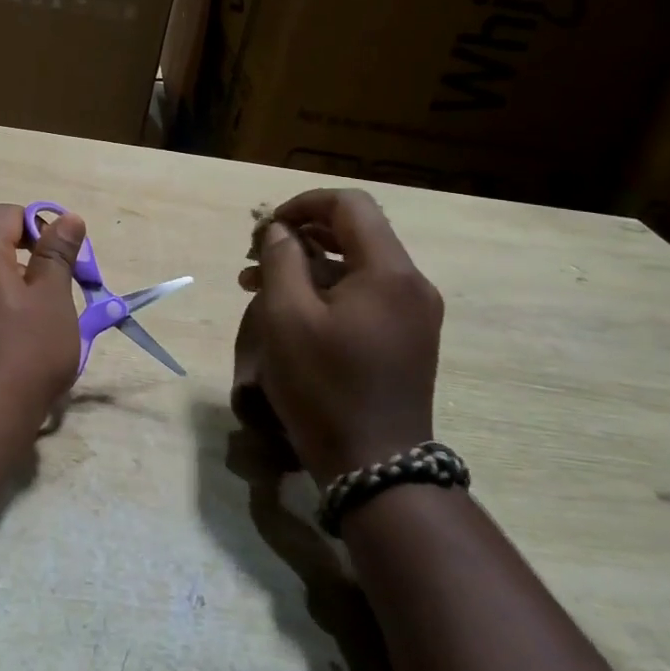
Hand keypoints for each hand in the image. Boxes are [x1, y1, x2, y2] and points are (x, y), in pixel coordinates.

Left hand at [0, 203, 86, 445]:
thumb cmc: (24, 353)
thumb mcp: (53, 299)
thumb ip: (58, 254)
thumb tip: (66, 218)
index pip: (5, 215)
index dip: (38, 226)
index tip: (62, 258)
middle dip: (31, 265)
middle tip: (60, 298)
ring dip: (17, 295)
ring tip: (43, 330)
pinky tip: (17, 353)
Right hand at [235, 189, 443, 484]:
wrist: (376, 466)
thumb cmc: (326, 387)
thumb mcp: (287, 317)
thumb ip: (281, 259)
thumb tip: (278, 230)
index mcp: (389, 271)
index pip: (350, 205)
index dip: (303, 204)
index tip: (265, 228)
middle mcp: (411, 283)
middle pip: (355, 232)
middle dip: (301, 235)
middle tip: (255, 256)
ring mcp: (414, 312)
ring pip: (356, 265)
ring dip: (308, 264)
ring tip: (258, 285)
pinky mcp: (408, 337)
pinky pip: (365, 294)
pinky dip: (327, 290)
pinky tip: (291, 311)